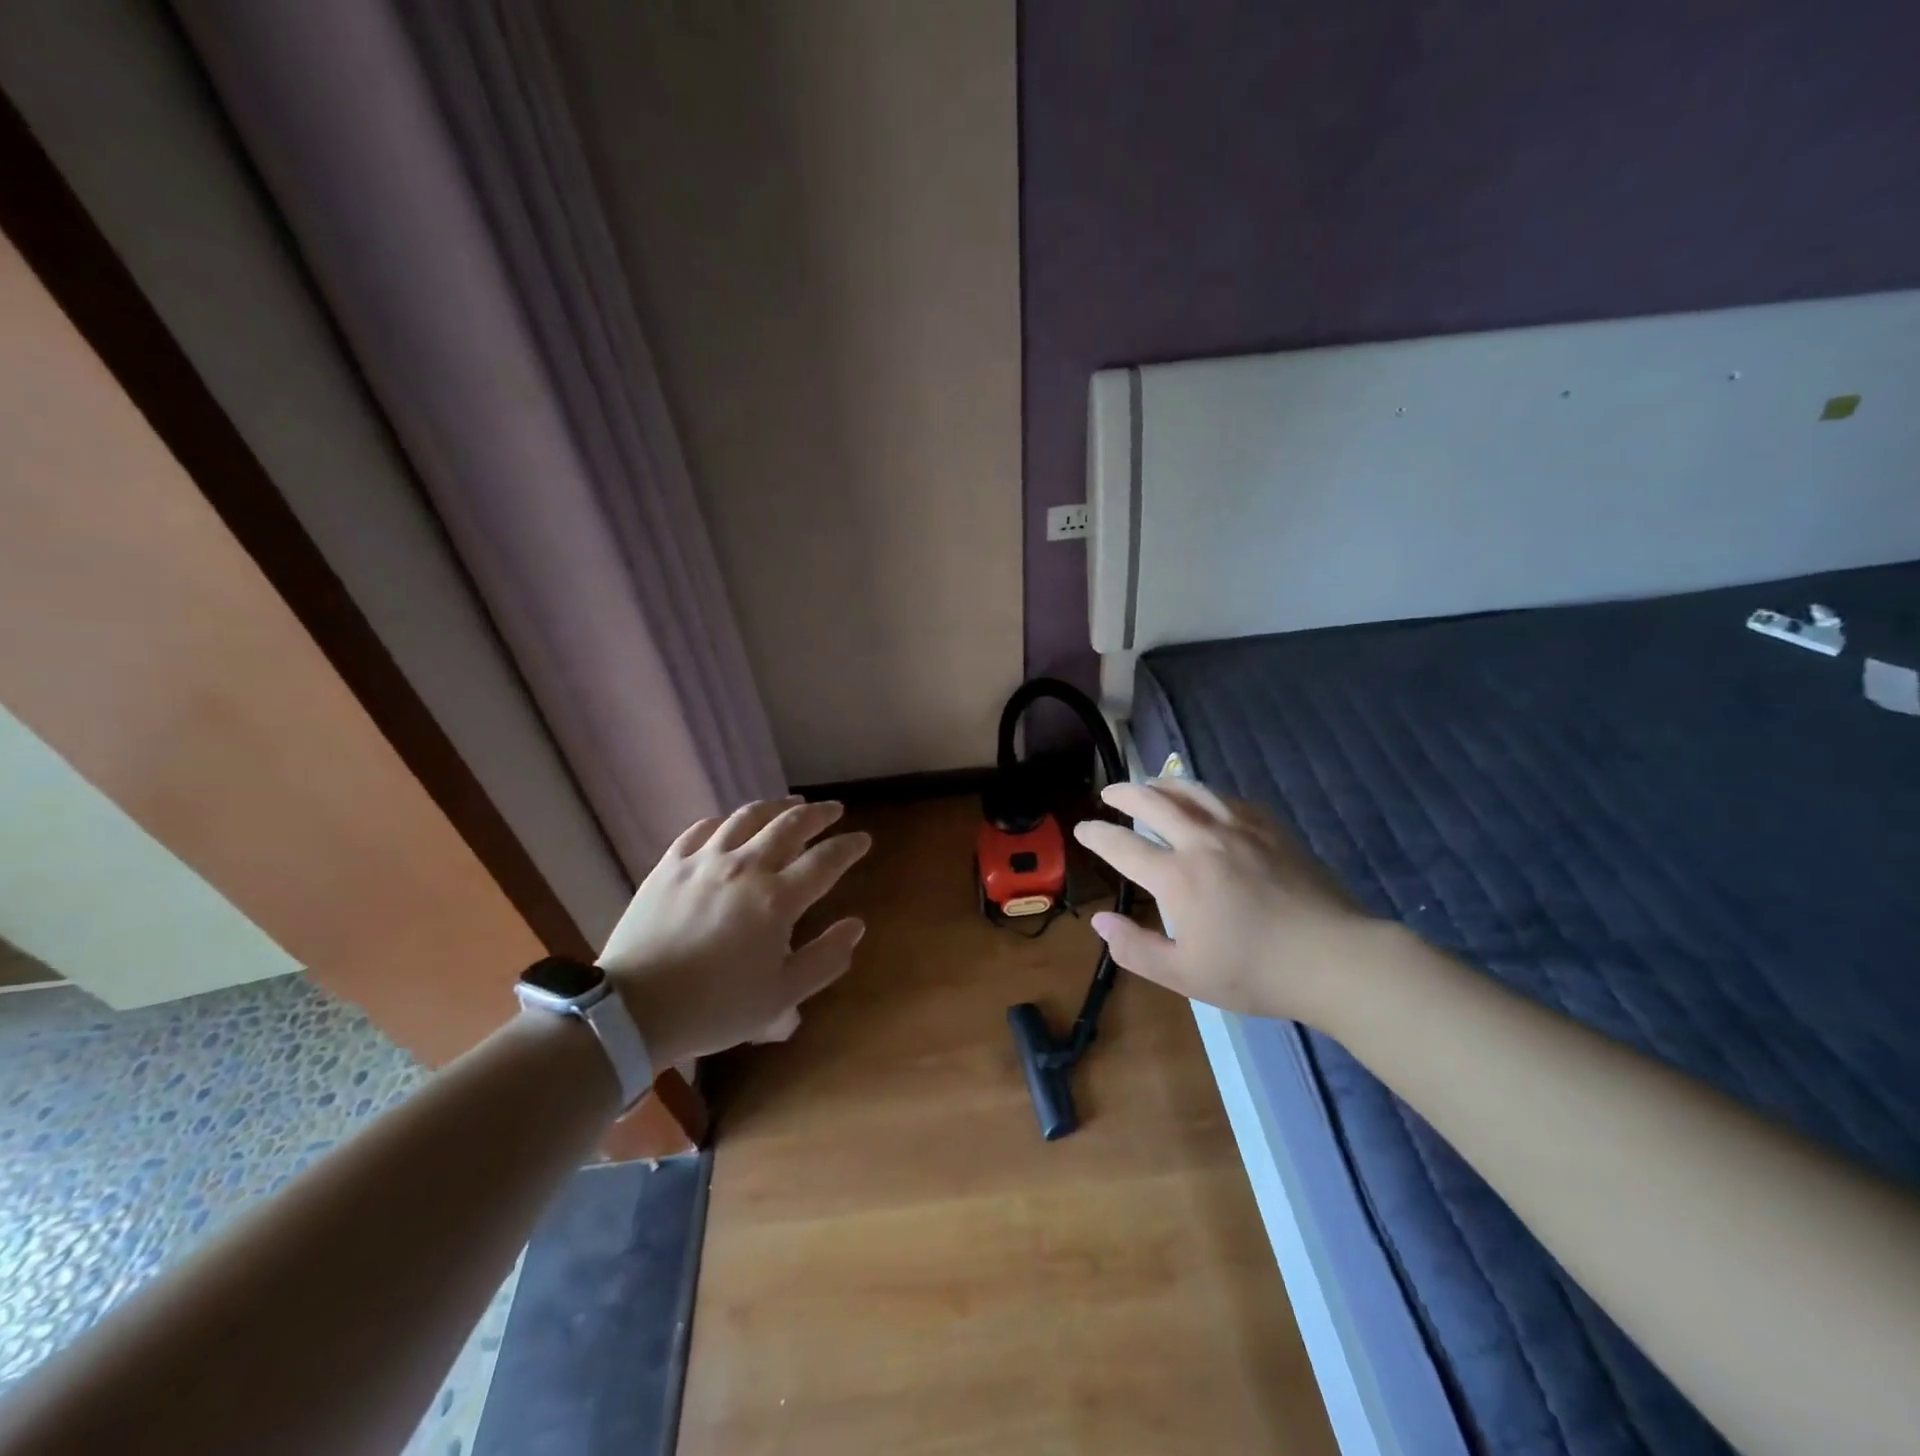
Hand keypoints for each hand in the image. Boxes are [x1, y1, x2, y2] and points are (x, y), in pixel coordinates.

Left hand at [597, 797, 870, 1065]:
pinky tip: (731, 823)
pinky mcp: (670, 865)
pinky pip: (703, 828)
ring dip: (776, 806)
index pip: (825, 860)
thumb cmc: (716, 1007)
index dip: (849, 847)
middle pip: (790, 825)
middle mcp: (745, 867)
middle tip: (833, 810)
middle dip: (819, 814)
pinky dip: (726, 820)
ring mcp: (704, 861)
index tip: (863, 839)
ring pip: (747, 816)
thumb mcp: (782, 996)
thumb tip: (856, 925)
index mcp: (777, 899)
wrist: (635, 1010)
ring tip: (790, 804)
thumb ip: (826, 958)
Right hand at [1072, 779, 1376, 1024]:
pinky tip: (1205, 801)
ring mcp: (1240, 830)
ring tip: (1150, 784)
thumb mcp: (1186, 975)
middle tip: (1109, 793)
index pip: (1122, 846)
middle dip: (1124, 794)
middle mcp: (1203, 842)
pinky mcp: (1271, 829)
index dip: (1096, 835)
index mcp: (1178, 877)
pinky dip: (1205, 794)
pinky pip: (1229, 799)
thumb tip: (1099, 922)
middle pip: (1153, 803)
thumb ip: (1135, 949)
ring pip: (1192, 791)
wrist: (1336, 959)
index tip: (1082, 829)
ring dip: (1162, 784)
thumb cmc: (1256, 973)